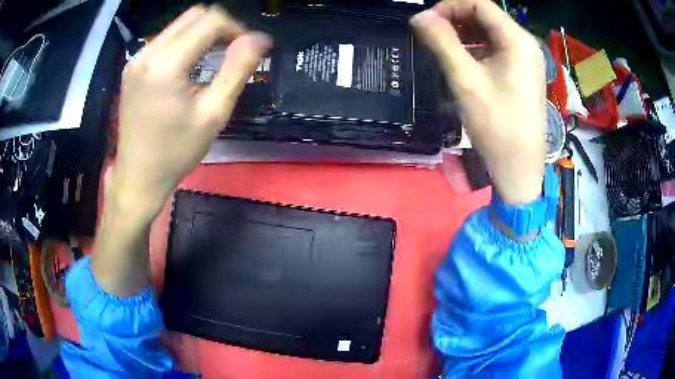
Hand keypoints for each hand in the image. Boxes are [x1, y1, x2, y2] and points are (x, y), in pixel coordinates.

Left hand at [112, 5, 271, 220]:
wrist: (138, 176)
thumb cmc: (176, 152)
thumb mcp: (214, 113)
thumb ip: (238, 69)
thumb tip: (261, 38)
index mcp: (167, 63)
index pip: (211, 20)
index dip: (236, 28)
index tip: (247, 50)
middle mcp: (148, 52)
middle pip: (195, 15)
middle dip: (220, 26)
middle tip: (232, 52)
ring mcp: (137, 58)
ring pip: (180, 24)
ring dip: (203, 33)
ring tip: (214, 59)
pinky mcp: (133, 66)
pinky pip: (166, 39)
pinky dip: (185, 42)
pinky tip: (190, 66)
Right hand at [411, 0, 545, 204]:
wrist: (519, 167)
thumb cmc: (497, 125)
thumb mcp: (465, 80)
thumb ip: (442, 42)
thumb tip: (419, 17)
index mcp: (517, 41)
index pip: (480, 4)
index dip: (450, 6)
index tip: (427, 21)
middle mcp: (525, 44)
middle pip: (486, 16)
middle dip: (456, 18)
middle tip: (431, 33)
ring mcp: (526, 59)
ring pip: (490, 32)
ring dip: (464, 33)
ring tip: (442, 45)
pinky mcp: (522, 73)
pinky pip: (497, 49)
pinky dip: (476, 47)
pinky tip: (461, 59)